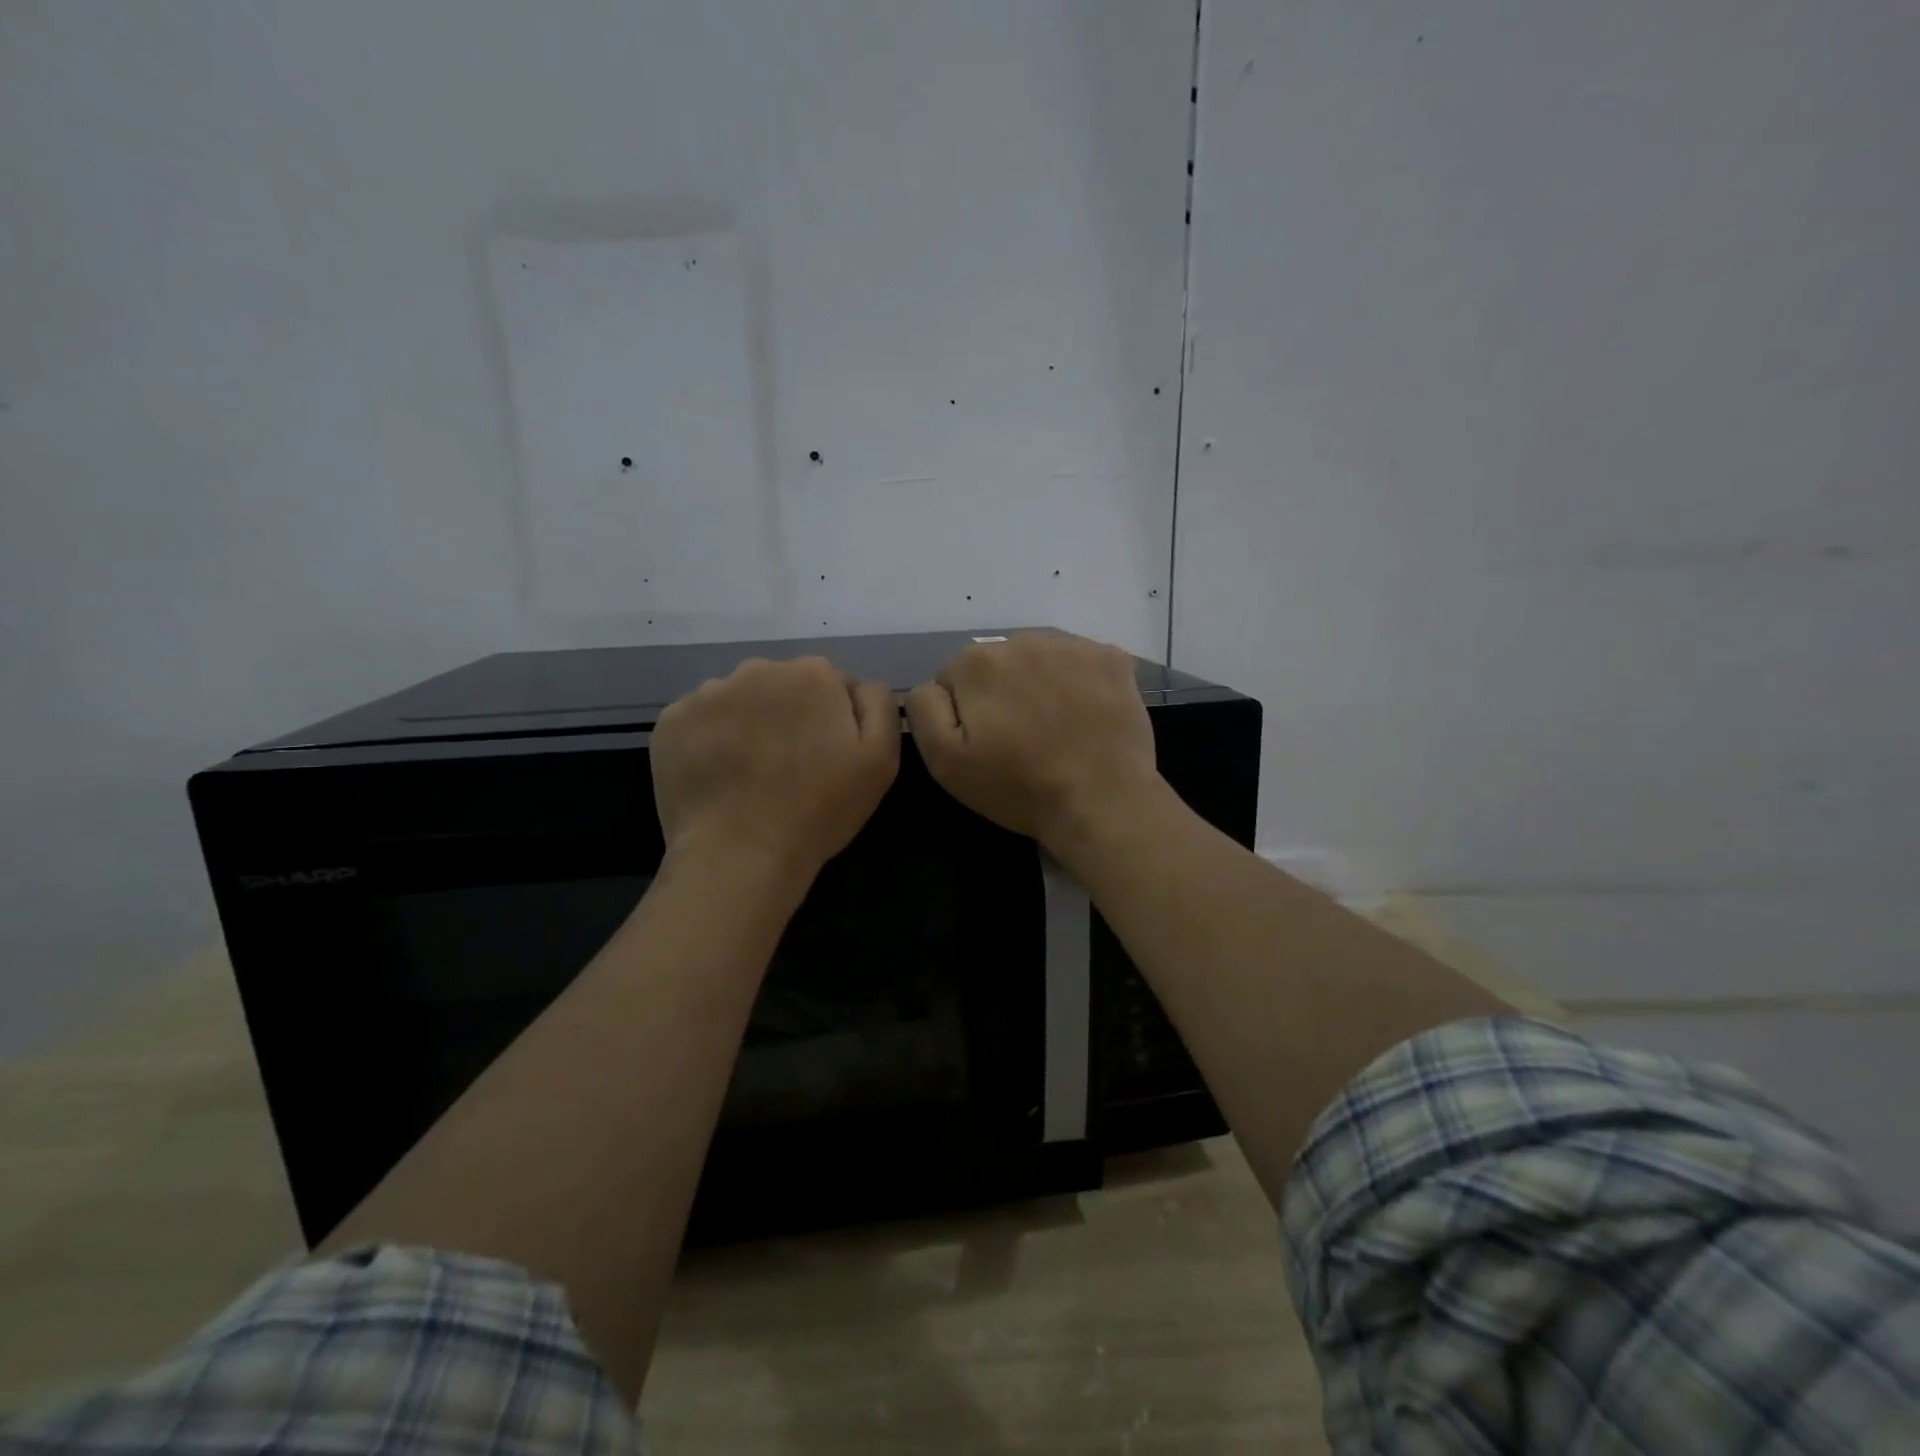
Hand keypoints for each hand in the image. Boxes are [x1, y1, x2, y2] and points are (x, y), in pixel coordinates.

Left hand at [652, 656, 900, 881]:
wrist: (739, 855)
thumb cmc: (819, 810)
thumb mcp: (881, 760)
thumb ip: (880, 706)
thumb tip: (859, 686)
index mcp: (813, 674)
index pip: (832, 685)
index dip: (834, 722)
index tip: (829, 758)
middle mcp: (758, 668)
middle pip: (783, 686)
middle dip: (790, 716)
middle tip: (790, 768)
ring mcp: (709, 693)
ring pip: (740, 701)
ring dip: (749, 725)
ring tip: (750, 775)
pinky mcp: (672, 720)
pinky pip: (701, 721)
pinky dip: (710, 741)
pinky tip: (719, 777)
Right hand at [905, 634, 1160, 853]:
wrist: (1102, 803)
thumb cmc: (1018, 787)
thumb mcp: (944, 761)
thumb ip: (923, 709)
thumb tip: (934, 684)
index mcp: (977, 662)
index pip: (954, 678)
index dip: (965, 715)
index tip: (986, 745)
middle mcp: (1023, 640)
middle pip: (998, 664)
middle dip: (1002, 694)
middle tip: (1021, 741)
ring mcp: (1073, 646)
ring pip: (1040, 661)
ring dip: (1040, 686)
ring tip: (1056, 731)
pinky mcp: (1112, 658)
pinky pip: (1081, 663)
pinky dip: (1080, 684)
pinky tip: (1086, 718)